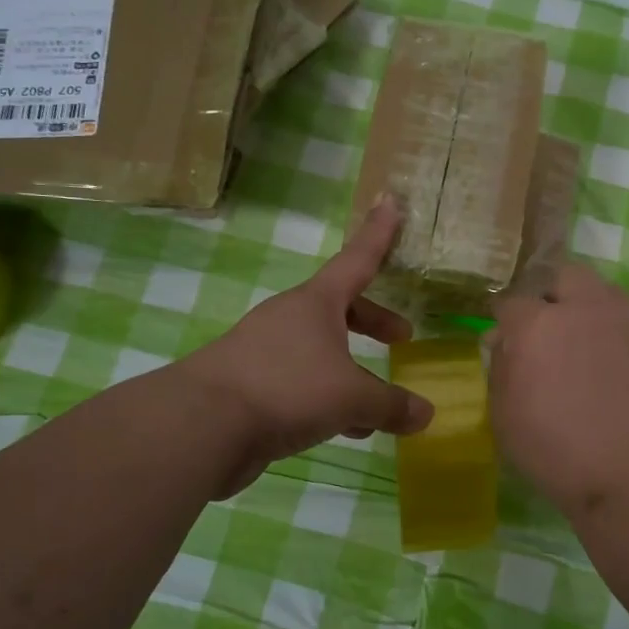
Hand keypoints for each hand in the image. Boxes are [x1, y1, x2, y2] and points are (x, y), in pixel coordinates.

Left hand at [179, 196, 433, 496]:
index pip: (357, 259)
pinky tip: (343, 428)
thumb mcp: (351, 397)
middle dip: (374, 321)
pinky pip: (301, 380)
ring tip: (375, 403)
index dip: (378, 233)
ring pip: (320, 349)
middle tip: (402, 337)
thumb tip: (426, 414)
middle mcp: (290, 318)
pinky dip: (326, 395)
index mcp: (316, 303)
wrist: (202, 424)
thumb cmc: (287, 388)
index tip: (391, 200)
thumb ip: (391, 405)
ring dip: (350, 367)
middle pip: (340, 309)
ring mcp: (265, 349)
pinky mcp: (250, 383)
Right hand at [490, 265, 628, 525]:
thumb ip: (500, 370)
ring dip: (586, 306)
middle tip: (544, 327)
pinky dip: (615, 331)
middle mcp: (584, 309)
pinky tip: (614, 365)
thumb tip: (502, 342)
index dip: (502, 317)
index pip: (510, 301)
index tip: (501, 335)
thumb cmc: (560, 453)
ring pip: (602, 292)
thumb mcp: (506, 418)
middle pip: (562, 276)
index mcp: (538, 325)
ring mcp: (627, 320)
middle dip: (548, 293)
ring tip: (583, 342)